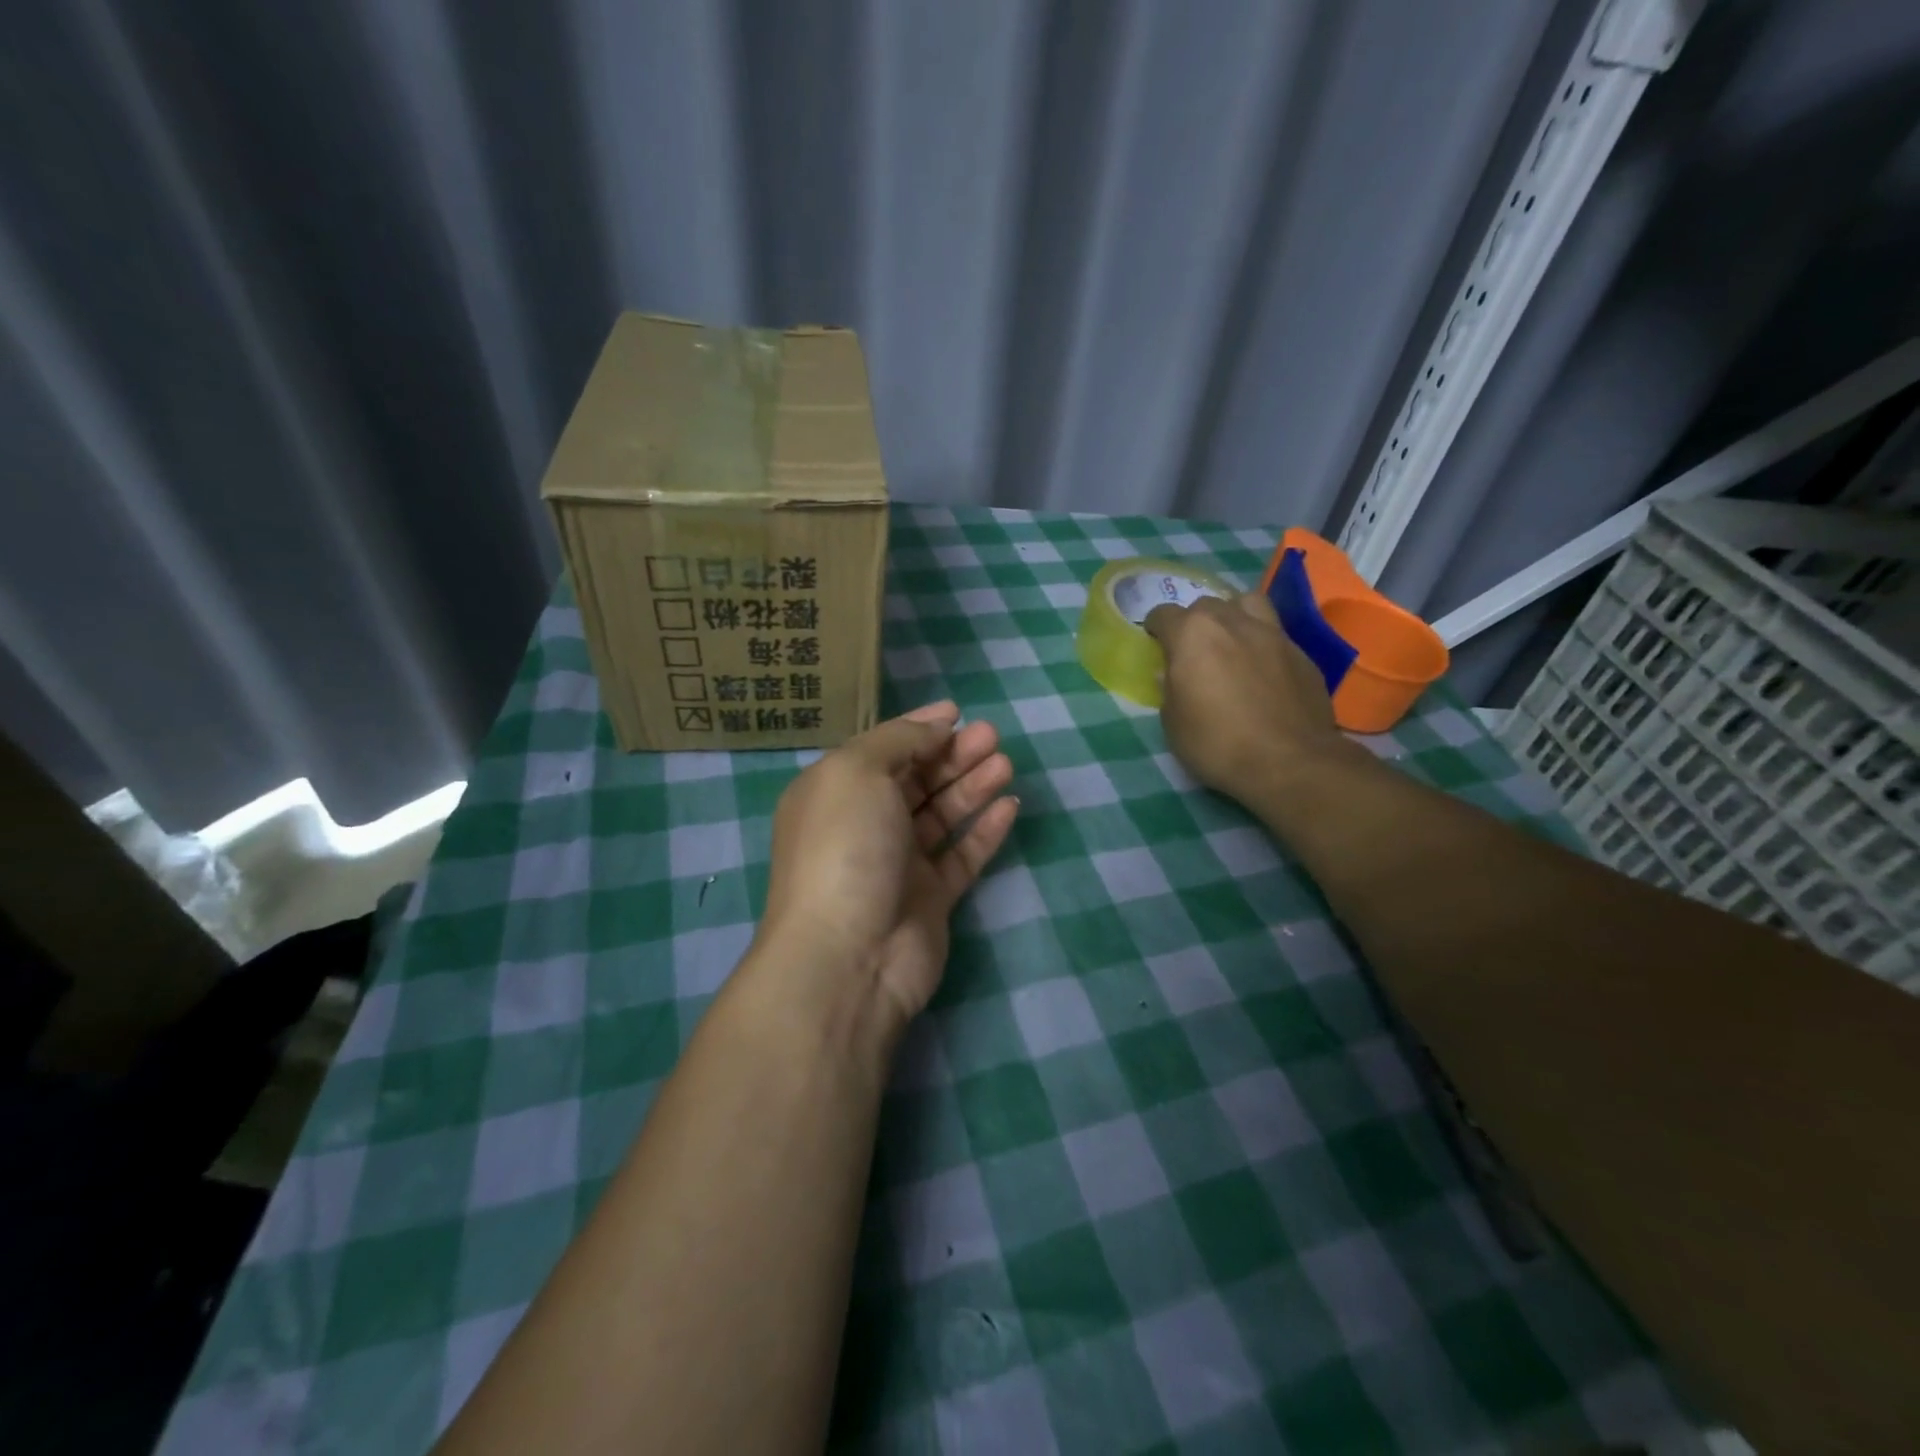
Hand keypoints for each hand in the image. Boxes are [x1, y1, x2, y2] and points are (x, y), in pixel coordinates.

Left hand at [757, 701, 1018, 1031]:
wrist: (849, 956)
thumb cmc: (845, 847)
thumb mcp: (858, 772)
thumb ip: (898, 741)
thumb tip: (935, 728)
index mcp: (835, 793)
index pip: (881, 750)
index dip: (918, 727)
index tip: (957, 712)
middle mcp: (864, 825)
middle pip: (915, 780)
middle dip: (952, 754)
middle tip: (991, 735)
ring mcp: (897, 864)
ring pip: (941, 815)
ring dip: (972, 785)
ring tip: (1005, 763)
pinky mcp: (930, 899)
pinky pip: (962, 855)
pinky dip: (984, 830)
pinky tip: (1010, 806)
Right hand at [1145, 590, 1350, 803]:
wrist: (1288, 762)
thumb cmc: (1217, 743)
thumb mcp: (1172, 722)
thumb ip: (1169, 689)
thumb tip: (1173, 675)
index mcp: (1192, 635)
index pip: (1164, 614)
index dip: (1156, 629)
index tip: (1156, 645)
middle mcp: (1232, 622)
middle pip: (1206, 605)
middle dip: (1195, 622)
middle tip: (1193, 651)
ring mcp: (1272, 634)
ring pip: (1248, 604)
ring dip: (1234, 616)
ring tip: (1231, 642)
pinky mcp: (1302, 654)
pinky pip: (1275, 635)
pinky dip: (1262, 645)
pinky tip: (1263, 671)